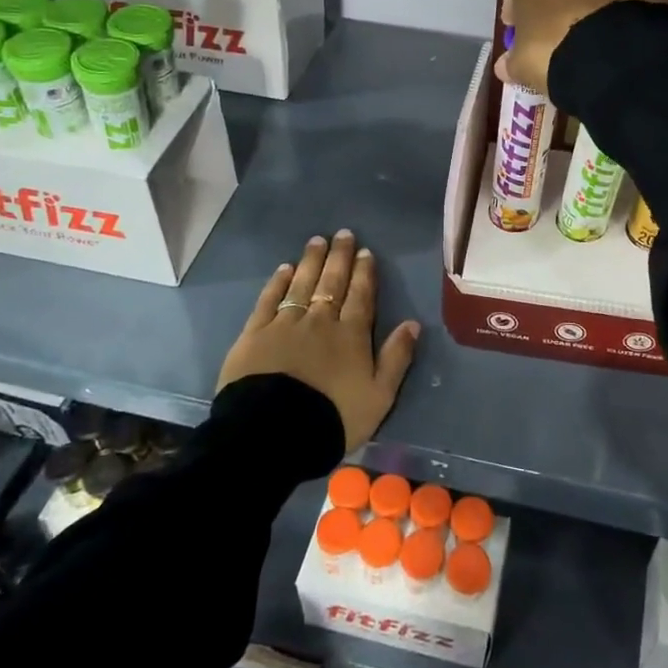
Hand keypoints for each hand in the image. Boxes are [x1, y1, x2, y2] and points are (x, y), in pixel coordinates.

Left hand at [218, 230, 419, 452]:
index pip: (361, 296)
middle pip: (332, 282)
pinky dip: (278, 282)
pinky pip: (269, 300)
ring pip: (302, 284)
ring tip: (317, 241)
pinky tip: (284, 269)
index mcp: (352, 335)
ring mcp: (285, 324)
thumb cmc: (333, 417)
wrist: (274, 433)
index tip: (365, 251)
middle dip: (339, 257)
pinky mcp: (255, 334)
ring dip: (311, 261)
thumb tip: (413, 324)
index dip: (364, 273)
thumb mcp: (379, 396)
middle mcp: (320, 321)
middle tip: (343, 234)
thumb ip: (397, 358)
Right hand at [498, 0, 667, 93]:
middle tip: (557, 29)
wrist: (621, 53)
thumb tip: (508, 65)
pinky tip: (616, 36)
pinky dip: (620, 8)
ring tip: (591, 35)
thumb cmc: (554, 46)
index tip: (520, 31)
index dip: (518, 8)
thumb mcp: (522, 60)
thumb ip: (513, 58)